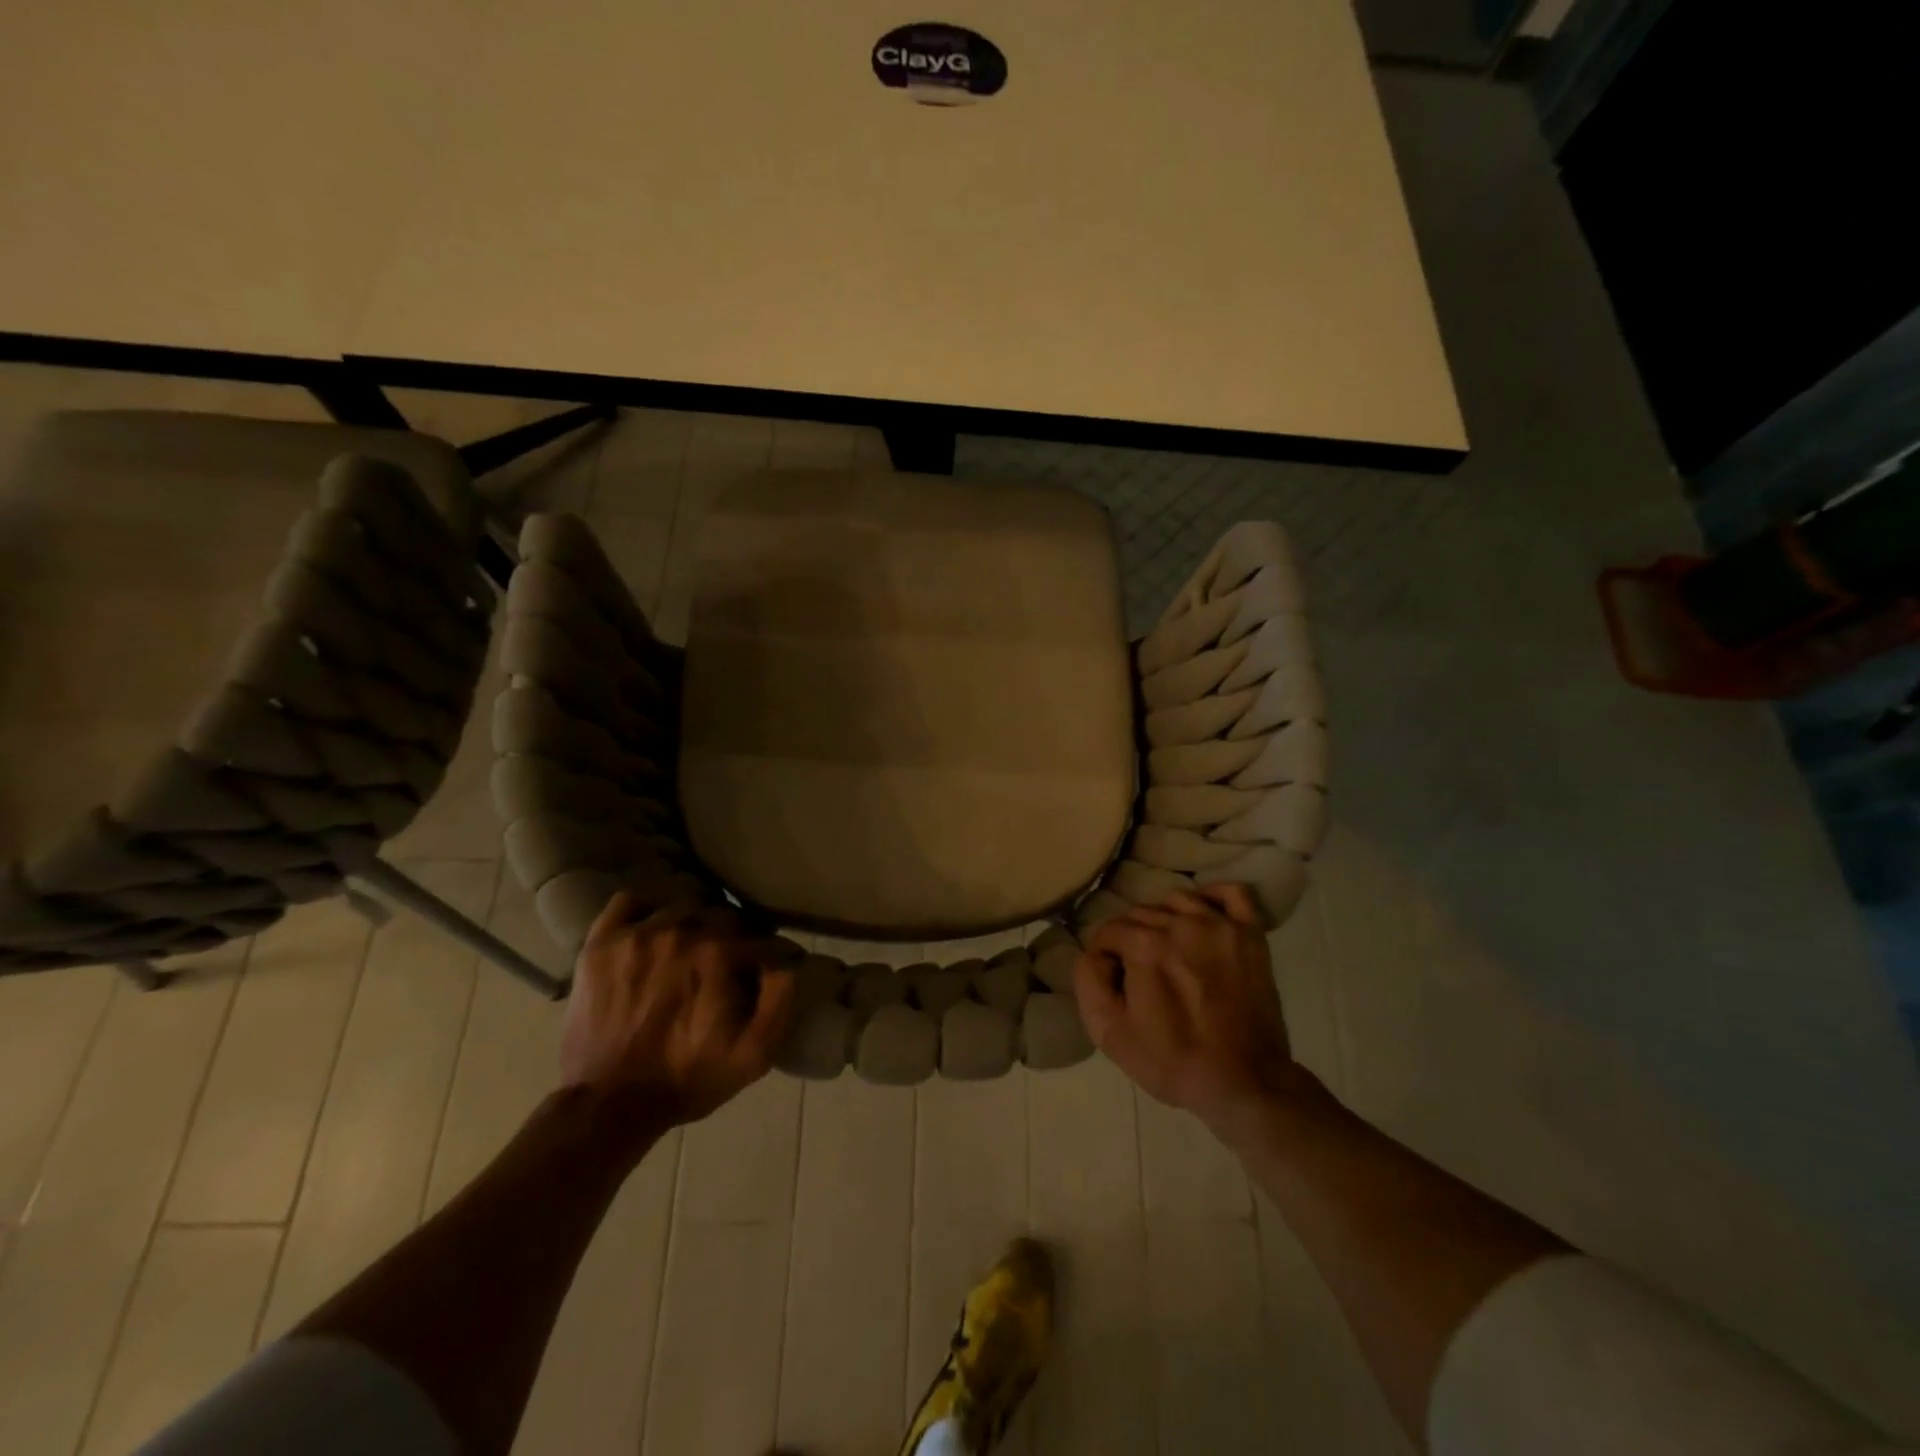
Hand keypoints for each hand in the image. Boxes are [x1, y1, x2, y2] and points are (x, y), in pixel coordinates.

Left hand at [561, 894, 794, 1139]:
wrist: (608, 1106)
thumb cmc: (687, 1080)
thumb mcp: (753, 1056)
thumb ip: (781, 1003)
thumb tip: (787, 962)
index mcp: (720, 954)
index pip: (759, 936)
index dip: (767, 952)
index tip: (765, 968)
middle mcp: (681, 930)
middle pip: (722, 914)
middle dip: (732, 934)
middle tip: (727, 961)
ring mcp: (638, 933)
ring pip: (680, 905)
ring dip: (692, 922)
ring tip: (690, 946)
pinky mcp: (602, 941)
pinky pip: (629, 900)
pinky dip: (645, 909)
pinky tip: (651, 928)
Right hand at [1073, 884, 1309, 1135]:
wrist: (1244, 1084)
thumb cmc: (1172, 1062)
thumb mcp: (1110, 1034)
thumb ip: (1088, 981)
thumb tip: (1095, 953)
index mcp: (1145, 946)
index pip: (1109, 931)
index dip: (1105, 956)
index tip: (1113, 981)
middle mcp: (1181, 924)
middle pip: (1141, 913)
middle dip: (1132, 938)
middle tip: (1140, 973)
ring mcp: (1220, 925)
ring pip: (1177, 900)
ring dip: (1166, 919)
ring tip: (1169, 951)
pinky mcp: (1250, 934)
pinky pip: (1231, 893)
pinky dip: (1213, 898)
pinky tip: (1203, 918)